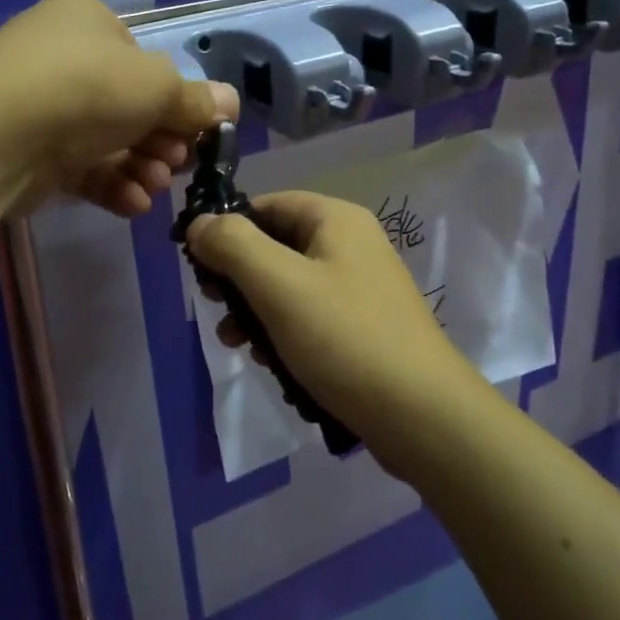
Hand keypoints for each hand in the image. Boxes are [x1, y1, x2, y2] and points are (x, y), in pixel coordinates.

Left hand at [0, 0, 238, 216]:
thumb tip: (231, 102)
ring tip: (154, 186)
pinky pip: (80, 165)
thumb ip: (196, 100)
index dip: (174, 99)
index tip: (196, 132)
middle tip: (177, 165)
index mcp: (88, 21)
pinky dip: (110, 183)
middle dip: (161, 140)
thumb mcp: (157, 88)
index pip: (143, 60)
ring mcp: (40, 105)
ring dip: (141, 166)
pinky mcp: (28, 151)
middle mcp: (62, 57)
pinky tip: (132, 204)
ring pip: (107, 139)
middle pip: (129, 104)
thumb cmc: (87, 88)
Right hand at [186, 191, 481, 455]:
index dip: (227, 230)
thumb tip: (198, 224)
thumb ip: (232, 245)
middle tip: (216, 311)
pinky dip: (284, 334)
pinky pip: (309, 317)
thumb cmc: (344, 338)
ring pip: (288, 286)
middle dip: (239, 279)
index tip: (198, 269)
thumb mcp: (278, 284)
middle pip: (275, 246)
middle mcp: (351, 245)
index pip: (266, 205)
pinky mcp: (363, 327)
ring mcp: (360, 287)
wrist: (421, 415)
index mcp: (336, 220)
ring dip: (256, 312)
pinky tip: (273, 364)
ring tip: (238, 346)